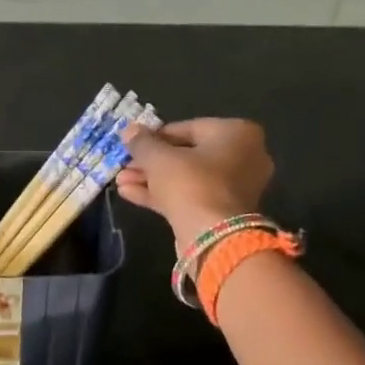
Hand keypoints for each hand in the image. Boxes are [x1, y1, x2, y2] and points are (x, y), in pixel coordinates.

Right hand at [116, 119, 274, 246]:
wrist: (213, 237)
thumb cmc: (191, 183)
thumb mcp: (159, 158)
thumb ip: (142, 142)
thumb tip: (129, 130)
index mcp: (236, 133)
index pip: (187, 128)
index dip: (155, 136)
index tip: (132, 144)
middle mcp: (243, 156)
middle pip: (186, 154)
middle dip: (151, 161)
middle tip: (124, 165)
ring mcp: (234, 187)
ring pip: (186, 177)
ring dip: (152, 179)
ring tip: (120, 181)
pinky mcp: (223, 211)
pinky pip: (191, 195)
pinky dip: (163, 194)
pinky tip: (129, 194)